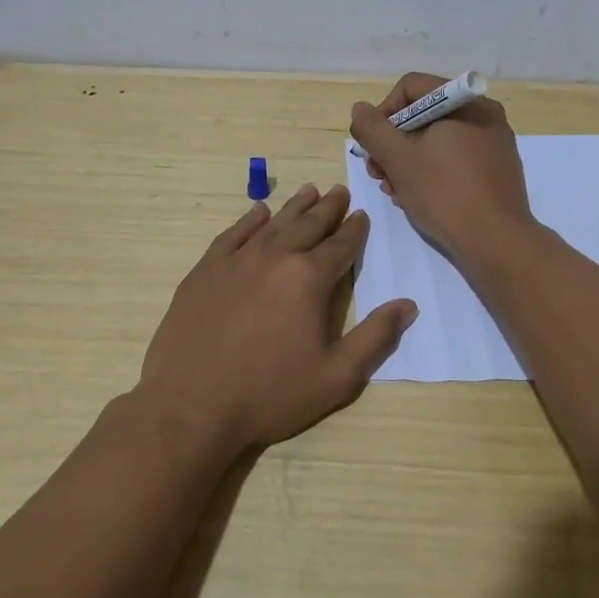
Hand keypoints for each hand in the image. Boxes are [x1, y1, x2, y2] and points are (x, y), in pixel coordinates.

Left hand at [137, 184, 417, 453]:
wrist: (191, 406)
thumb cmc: (270, 394)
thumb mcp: (336, 377)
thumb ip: (376, 338)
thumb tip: (407, 305)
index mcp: (309, 279)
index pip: (341, 246)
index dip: (355, 230)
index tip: (362, 215)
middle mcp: (275, 257)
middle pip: (308, 225)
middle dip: (328, 208)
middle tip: (339, 191)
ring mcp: (236, 261)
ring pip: (273, 224)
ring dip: (294, 207)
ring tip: (309, 191)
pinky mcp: (205, 271)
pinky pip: (233, 234)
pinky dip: (250, 220)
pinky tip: (259, 213)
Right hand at [348, 72, 537, 266]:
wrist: (497, 242)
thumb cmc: (444, 193)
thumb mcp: (398, 159)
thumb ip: (372, 129)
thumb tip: (360, 109)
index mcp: (464, 102)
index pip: (410, 87)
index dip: (383, 112)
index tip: (372, 146)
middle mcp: (483, 114)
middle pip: (423, 115)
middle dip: (393, 143)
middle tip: (378, 174)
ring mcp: (493, 142)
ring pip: (437, 140)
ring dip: (408, 162)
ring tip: (395, 191)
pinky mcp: (497, 169)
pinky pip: (455, 158)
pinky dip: (432, 171)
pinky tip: (418, 198)